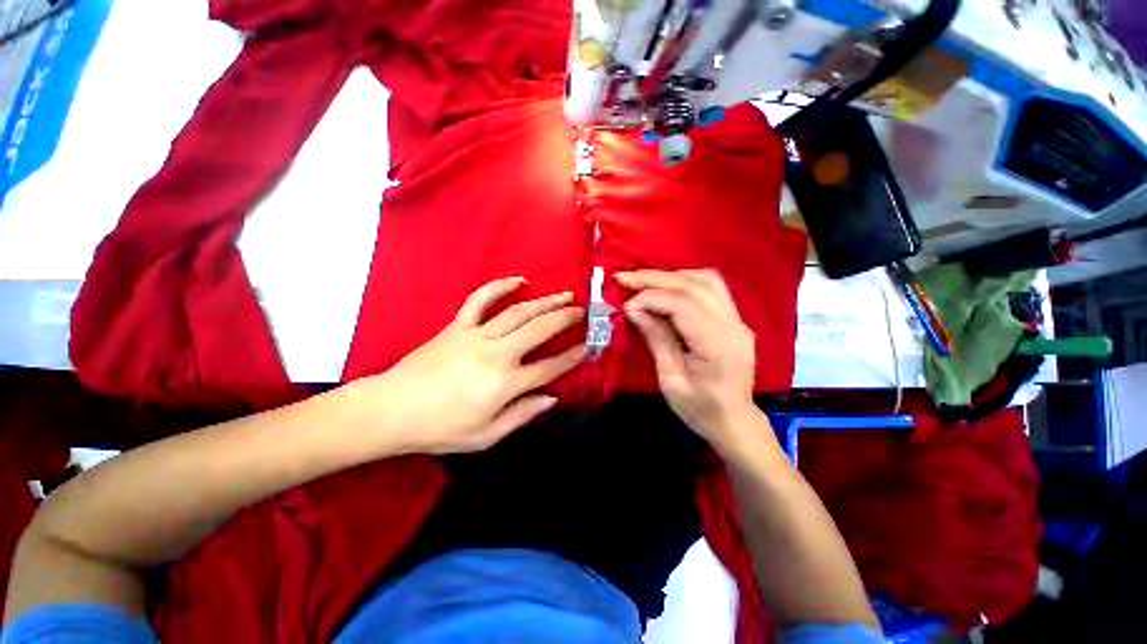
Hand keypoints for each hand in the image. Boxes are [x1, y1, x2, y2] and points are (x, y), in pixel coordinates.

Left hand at [353, 277, 587, 454]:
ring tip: (564, 295)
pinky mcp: (458, 326)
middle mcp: (497, 354)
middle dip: (565, 318)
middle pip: (539, 329)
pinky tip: (518, 280)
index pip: (550, 367)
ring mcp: (476, 335)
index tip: (588, 346)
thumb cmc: (440, 429)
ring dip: (545, 301)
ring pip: (518, 312)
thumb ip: (522, 415)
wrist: (391, 410)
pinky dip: (500, 286)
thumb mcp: (486, 436)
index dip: (573, 356)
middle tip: (581, 312)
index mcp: (505, 384)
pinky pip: (481, 299)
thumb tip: (552, 398)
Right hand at [617, 269, 760, 452]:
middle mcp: (733, 325)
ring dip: (671, 276)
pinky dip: (685, 281)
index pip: (683, 304)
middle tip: (624, 277)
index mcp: (718, 345)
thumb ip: (656, 339)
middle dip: (655, 278)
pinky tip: (666, 288)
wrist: (734, 421)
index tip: (625, 304)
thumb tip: (634, 308)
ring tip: (643, 282)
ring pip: (706, 280)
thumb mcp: (670, 380)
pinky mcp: (734, 320)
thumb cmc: (700, 409)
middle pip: (695, 285)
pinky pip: (711, 288)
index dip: (651, 297)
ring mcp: (738, 320)